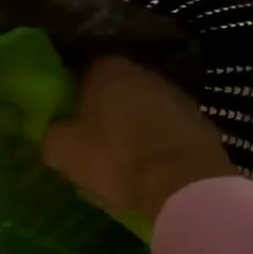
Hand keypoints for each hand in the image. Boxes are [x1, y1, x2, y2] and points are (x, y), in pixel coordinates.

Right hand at [42, 56, 236, 221]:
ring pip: (144, 108)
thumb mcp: (62, 149)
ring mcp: (177, 95)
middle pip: (115, 88)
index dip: (71, 94)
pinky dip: (157, 142)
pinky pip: (168, 129)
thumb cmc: (115, 158)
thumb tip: (54, 133)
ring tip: (122, 156)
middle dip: (103, 109)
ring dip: (133, 125)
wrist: (184, 184)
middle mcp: (144, 72)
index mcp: (107, 69)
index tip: (66, 117)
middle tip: (90, 137)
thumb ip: (51, 134)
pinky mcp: (201, 122)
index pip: (81, 70)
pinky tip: (150, 166)